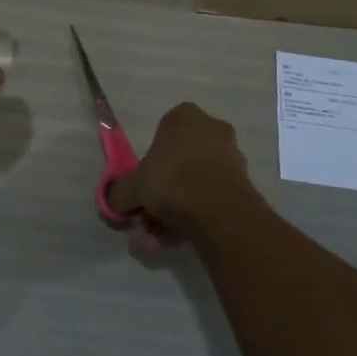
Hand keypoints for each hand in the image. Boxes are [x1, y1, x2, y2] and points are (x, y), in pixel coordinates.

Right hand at [106, 102, 256, 246]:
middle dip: (163, 193)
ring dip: (177, 209)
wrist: (217, 208)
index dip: (150, 164)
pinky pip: (212, 198)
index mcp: (184, 116)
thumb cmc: (170, 179)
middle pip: (179, 162)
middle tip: (149, 218)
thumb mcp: (132, 186)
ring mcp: (231, 156)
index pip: (161, 135)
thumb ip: (118, 193)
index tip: (143, 188)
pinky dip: (196, 216)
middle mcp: (211, 128)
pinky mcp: (244, 183)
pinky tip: (180, 239)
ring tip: (162, 238)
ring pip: (195, 183)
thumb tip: (111, 202)